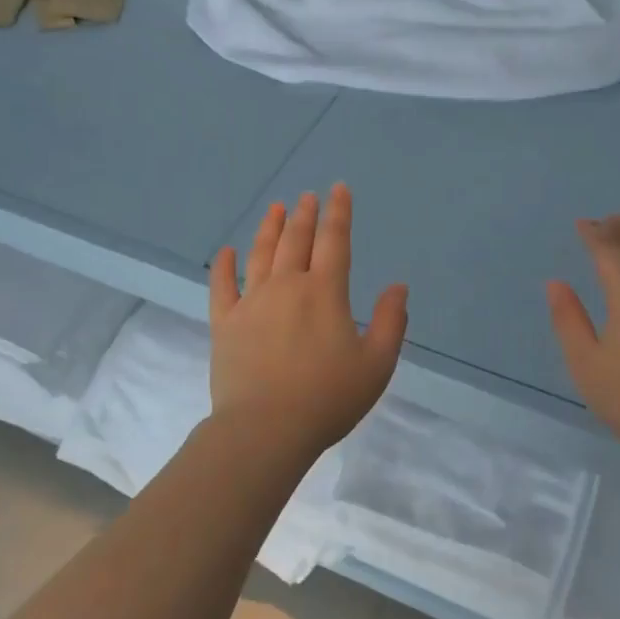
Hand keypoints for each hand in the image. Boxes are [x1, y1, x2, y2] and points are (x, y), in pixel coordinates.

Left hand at [209, 184, 407, 459]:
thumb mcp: (377, 364)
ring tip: (276, 209)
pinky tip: (226, 252)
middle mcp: (286, 287)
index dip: (338, 213)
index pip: (334, 242)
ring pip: (260, 255)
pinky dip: (224, 266)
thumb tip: (397, 287)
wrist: (266, 429)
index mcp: (324, 293)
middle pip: (296, 241)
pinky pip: (221, 286)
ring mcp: (251, 303)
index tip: (338, 189)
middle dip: (305, 215)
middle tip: (308, 196)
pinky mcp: (224, 324)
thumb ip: (391, 322)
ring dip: (270, 229)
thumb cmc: (328, 398)